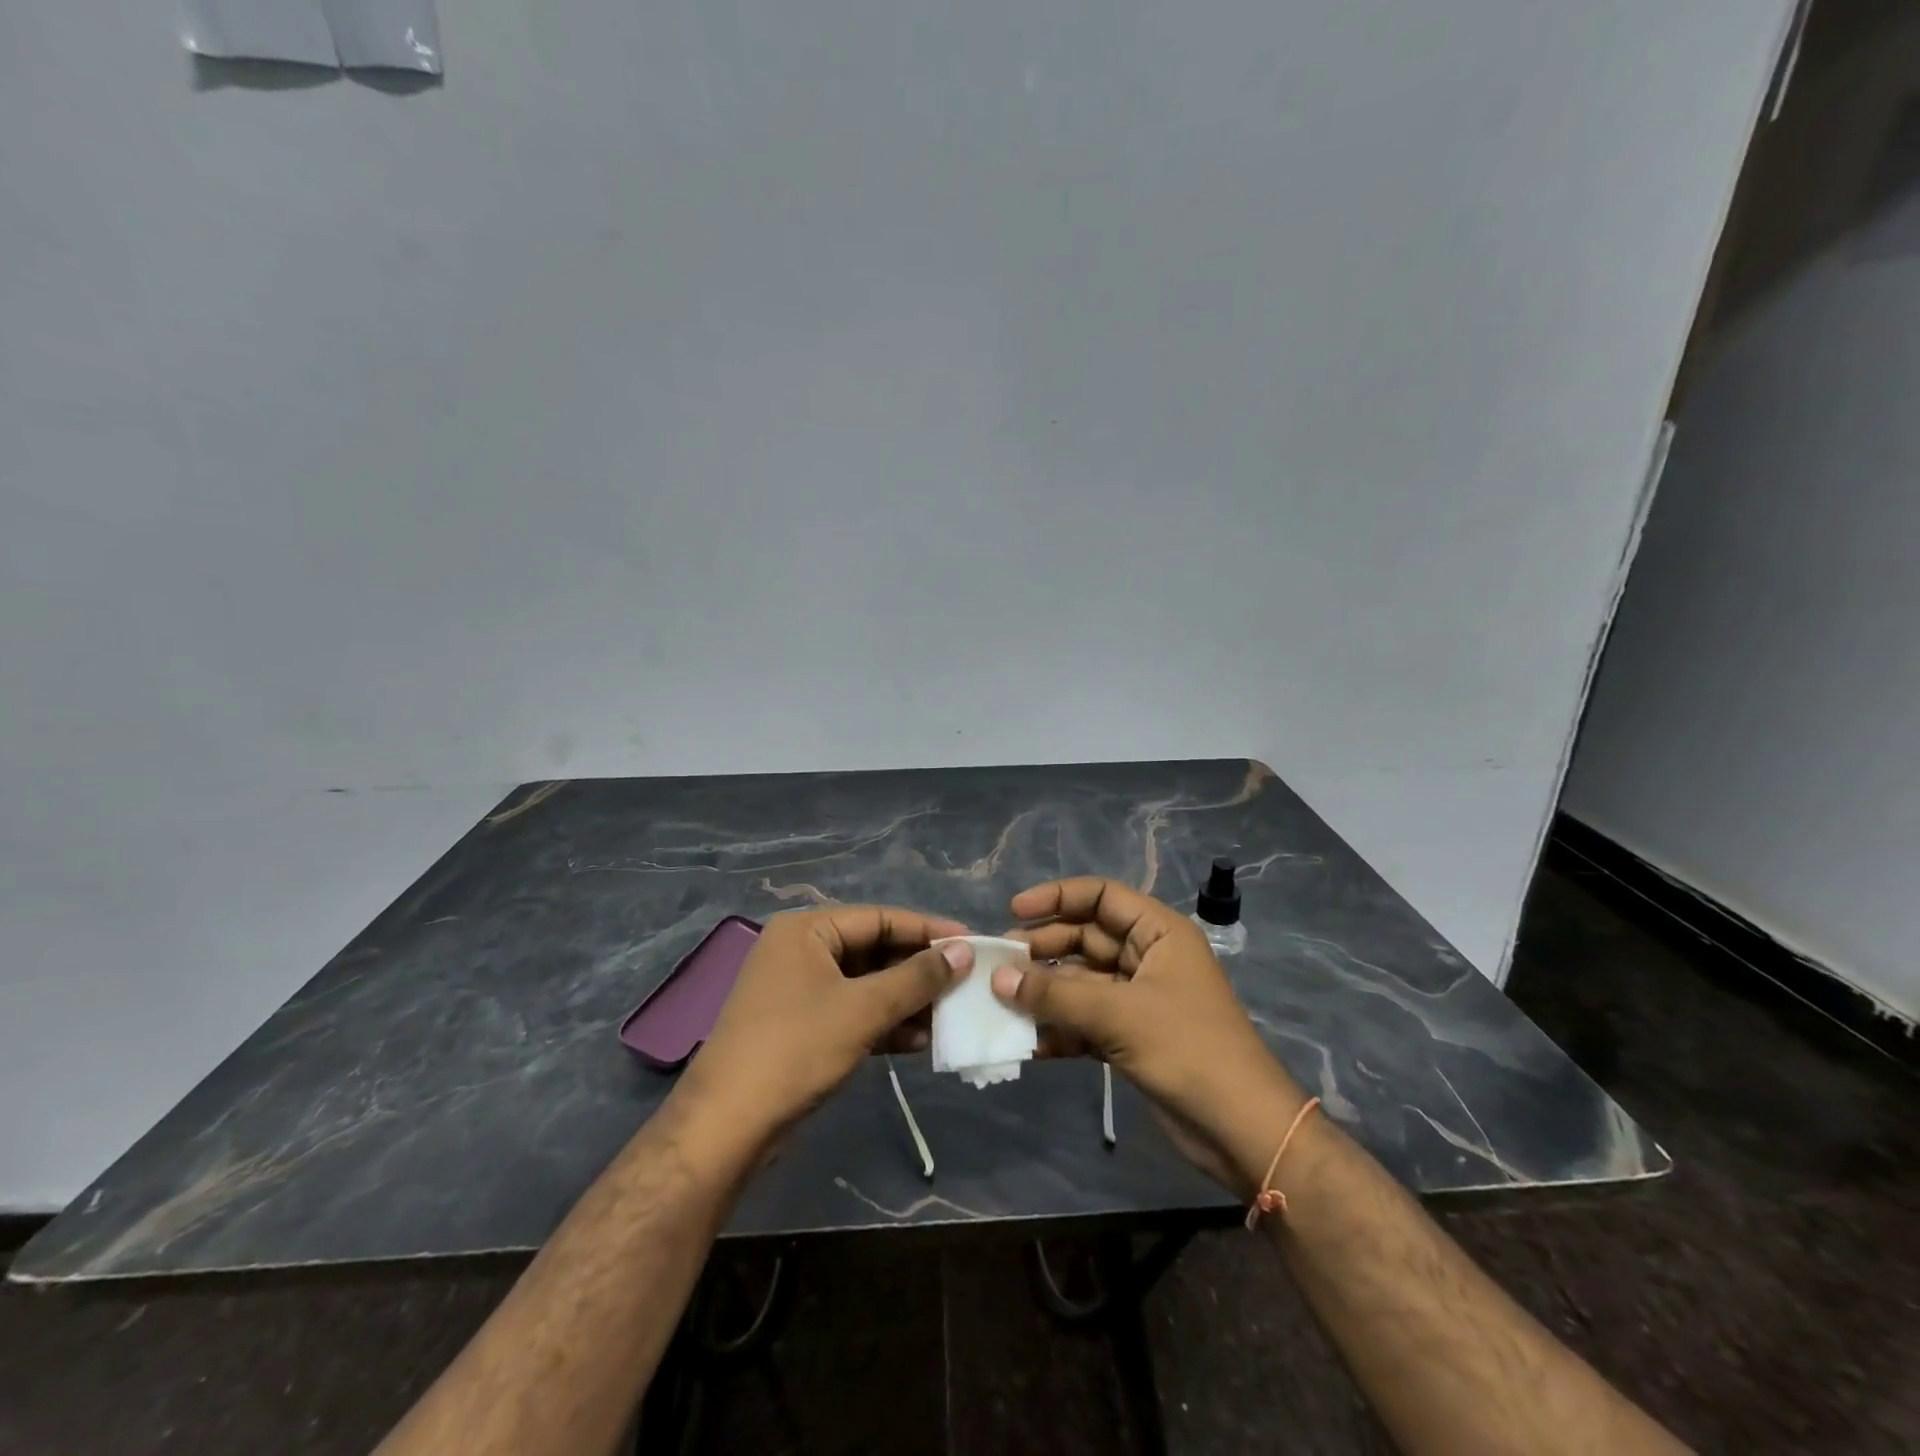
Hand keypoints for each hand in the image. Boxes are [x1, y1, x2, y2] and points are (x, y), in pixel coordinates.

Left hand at [675, 906, 971, 1151]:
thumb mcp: (863, 1009)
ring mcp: (799, 990)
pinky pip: (853, 1012)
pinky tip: (919, 1042)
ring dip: (906, 1000)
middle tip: (965, 982)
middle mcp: (801, 950)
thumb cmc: (796, 1049)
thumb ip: (916, 978)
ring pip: (866, 985)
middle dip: (918, 971)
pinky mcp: (802, 1026)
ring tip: (950, 1015)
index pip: (880, 918)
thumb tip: (964, 951)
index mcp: (807, 929)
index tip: (971, 943)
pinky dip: (884, 1023)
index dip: (928, 931)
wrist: (727, 1126)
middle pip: (874, 950)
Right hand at [995, 878, 1306, 1193]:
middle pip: (1086, 938)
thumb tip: (998, 977)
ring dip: (1046, 991)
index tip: (1014, 910)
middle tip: (1000, 962)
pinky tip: (1027, 1042)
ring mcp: (1139, 999)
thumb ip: (1056, 995)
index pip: (1101, 896)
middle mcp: (1148, 958)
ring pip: (1081, 981)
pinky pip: (1085, 1020)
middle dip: (1044, 948)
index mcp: (1159, 933)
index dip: (1058, 897)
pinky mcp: (1131, 1037)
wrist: (1242, 1131)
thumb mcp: (1119, 1015)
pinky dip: (1059, 1028)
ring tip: (1002, 1000)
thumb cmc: (1188, 1050)